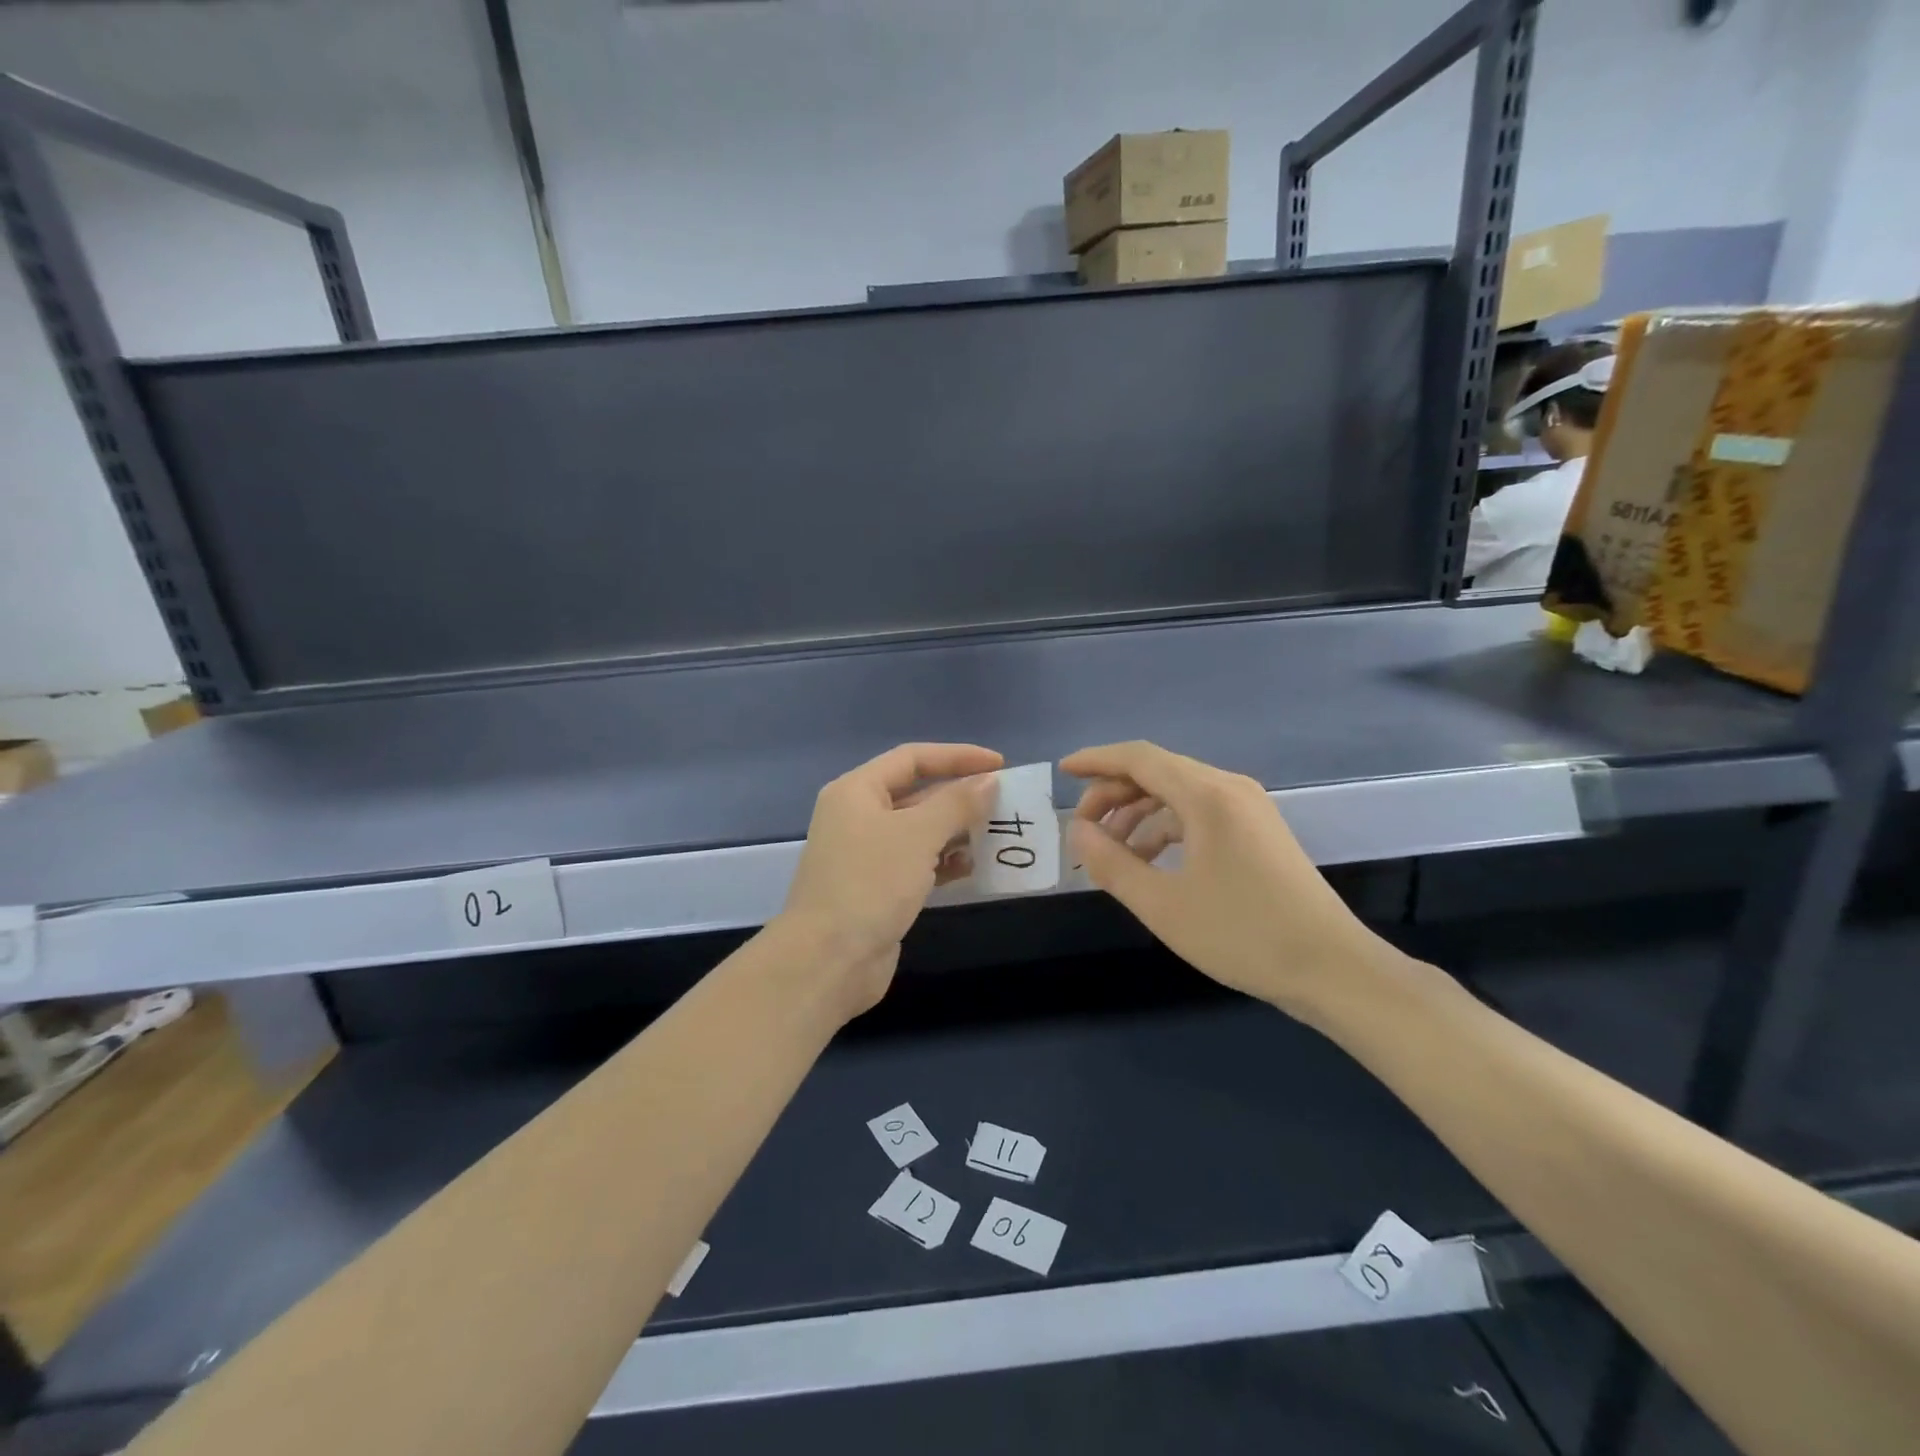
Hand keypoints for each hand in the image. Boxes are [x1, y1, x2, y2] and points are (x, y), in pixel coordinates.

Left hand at [779, 742, 1001, 1020]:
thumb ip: (956, 803)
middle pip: (916, 793)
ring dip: (956, 831)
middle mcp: (858, 816)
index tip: (999, 764)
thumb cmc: (871, 883)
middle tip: (1004, 802)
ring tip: (996, 834)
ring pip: (919, 831)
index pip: (912, 758)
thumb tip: (988, 781)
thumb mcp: (918, 835)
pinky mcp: (878, 888)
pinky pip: (918, 863)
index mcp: (856, 791)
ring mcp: (867, 855)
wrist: (828, 960)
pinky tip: (974, 867)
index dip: (957, 756)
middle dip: (960, 796)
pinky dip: (945, 861)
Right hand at [1063, 741, 1400, 1021]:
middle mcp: (1229, 789)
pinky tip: (1149, 860)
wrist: (1332, 968)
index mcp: (1207, 795)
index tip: (1062, 772)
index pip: (1139, 758)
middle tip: (1082, 829)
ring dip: (1138, 814)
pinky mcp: (1258, 832)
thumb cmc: (1242, 934)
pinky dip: (1166, 828)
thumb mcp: (1162, 904)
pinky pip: (1199, 814)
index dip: (1096, 761)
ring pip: (1178, 794)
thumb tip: (1077, 832)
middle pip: (1157, 772)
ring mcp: (1248, 809)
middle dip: (1113, 794)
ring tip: (1110, 851)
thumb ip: (1111, 863)